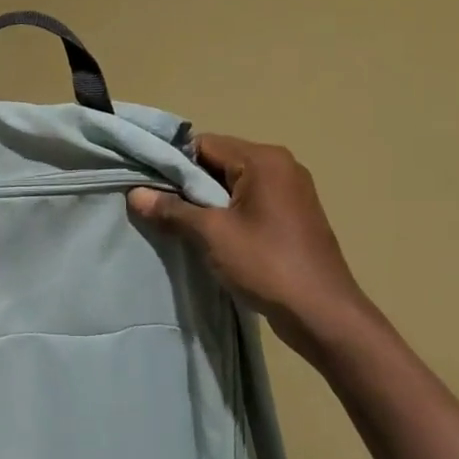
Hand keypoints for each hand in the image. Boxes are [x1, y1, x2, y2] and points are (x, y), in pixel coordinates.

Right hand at [128, 136, 373, 360]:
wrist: (322, 314)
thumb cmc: (266, 264)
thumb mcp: (211, 234)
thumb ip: (172, 210)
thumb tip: (135, 194)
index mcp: (263, 160)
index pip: (204, 144)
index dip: (173, 164)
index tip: (151, 187)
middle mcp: (281, 166)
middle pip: (219, 161)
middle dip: (189, 184)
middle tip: (161, 208)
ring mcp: (291, 191)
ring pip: (233, 184)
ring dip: (207, 201)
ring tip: (182, 225)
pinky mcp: (293, 216)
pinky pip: (249, 202)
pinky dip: (227, 213)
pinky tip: (211, 237)